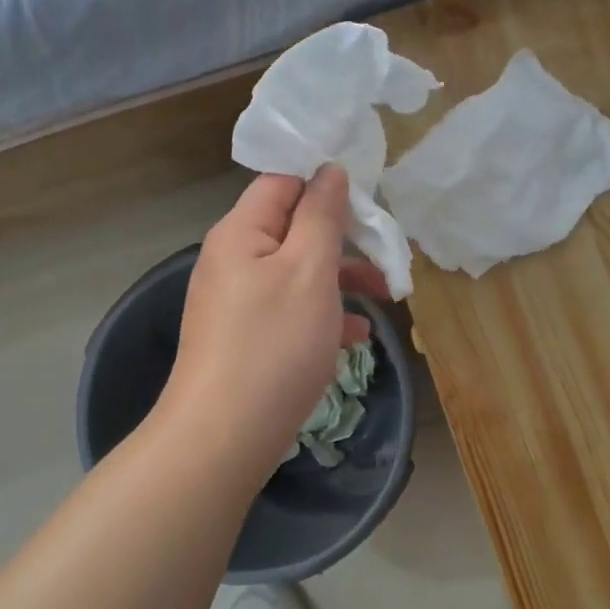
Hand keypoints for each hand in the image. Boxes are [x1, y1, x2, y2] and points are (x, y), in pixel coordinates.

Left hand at [159, 167, 386, 486]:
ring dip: (340, 279)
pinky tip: (355, 336)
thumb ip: (322, 215)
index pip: (283, 181)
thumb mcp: (309, 270)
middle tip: (386, 256)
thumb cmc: (273, 345)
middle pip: (293, 228)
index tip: (369, 197)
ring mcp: (236, 302)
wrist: (223, 438)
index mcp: (241, 231)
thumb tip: (329, 170)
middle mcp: (232, 259)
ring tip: (385, 298)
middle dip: (343, 239)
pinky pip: (289, 311)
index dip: (325, 182)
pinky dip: (322, 315)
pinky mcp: (244, 338)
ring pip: (297, 273)